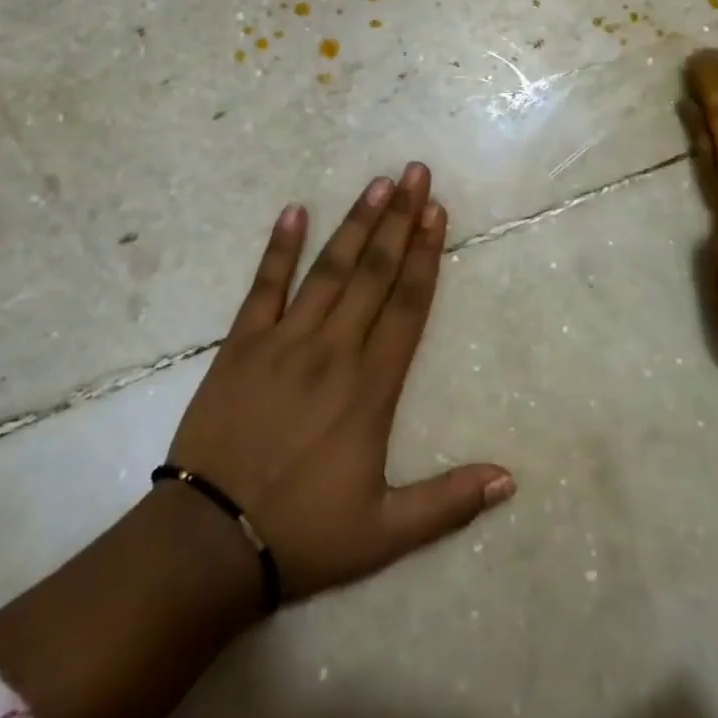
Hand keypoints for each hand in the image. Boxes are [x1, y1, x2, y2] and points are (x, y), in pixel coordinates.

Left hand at [165, 163, 514, 602]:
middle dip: (399, 220)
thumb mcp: (384, 533)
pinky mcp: (241, 344)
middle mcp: (333, 350)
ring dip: (355, 223)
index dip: (425, 255)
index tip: (437, 213)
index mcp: (371, 387)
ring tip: (378, 183)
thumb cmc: (303, 534)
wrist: (208, 543)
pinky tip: (294, 211)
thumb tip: (509, 479)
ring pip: (329, 269)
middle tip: (416, 173)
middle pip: (374, 272)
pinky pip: (264, 287)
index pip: (407, 305)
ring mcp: (284, 341)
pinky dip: (279, 248)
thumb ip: (447, 502)